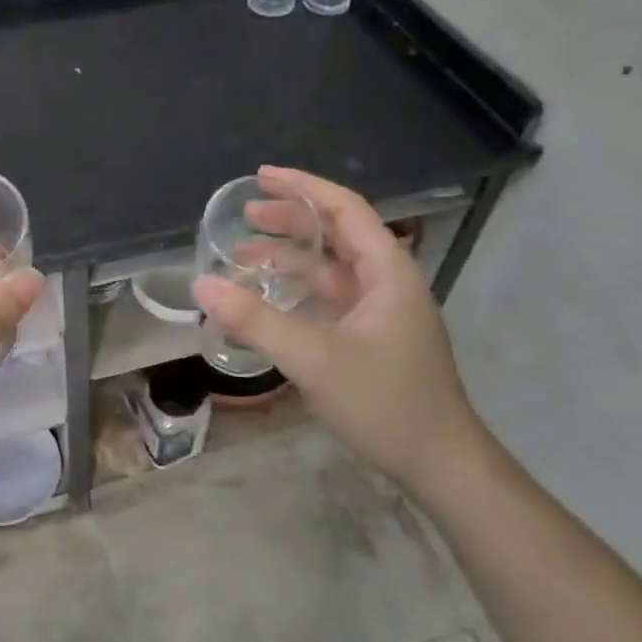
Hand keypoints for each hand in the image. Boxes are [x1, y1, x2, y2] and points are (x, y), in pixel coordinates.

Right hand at [190, 165, 479, 496]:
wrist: (440, 465)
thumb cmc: (385, 402)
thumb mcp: (313, 357)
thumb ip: (255, 320)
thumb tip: (201, 284)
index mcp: (387, 271)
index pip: (344, 208)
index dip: (303, 186)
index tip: (261, 175)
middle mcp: (387, 281)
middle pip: (336, 233)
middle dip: (290, 220)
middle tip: (245, 216)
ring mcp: (381, 311)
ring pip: (330, 267)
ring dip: (289, 257)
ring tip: (242, 256)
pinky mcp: (372, 336)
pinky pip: (329, 297)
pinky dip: (297, 289)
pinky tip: (266, 299)